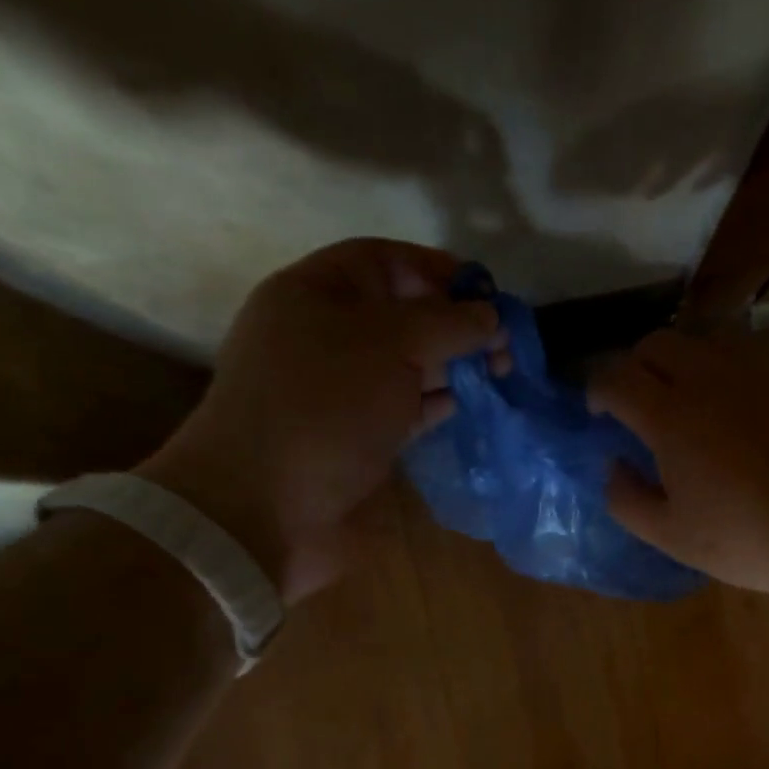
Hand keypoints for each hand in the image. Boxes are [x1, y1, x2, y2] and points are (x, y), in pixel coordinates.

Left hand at [138, 239, 499, 600]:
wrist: (265, 507)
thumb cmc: (325, 407)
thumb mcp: (390, 345)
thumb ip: (447, 323)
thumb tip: (490, 316)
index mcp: (317, 292)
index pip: (387, 261)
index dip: (440, 271)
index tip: (489, 297)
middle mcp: (324, 335)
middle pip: (401, 314)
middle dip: (454, 325)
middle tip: (503, 349)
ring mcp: (337, 390)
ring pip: (404, 364)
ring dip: (449, 367)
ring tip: (495, 378)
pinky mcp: (350, 435)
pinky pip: (400, 407)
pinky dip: (432, 404)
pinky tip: (462, 408)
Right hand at [587, 332, 768, 600]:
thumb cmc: (746, 539)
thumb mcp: (672, 536)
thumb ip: (627, 499)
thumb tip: (614, 466)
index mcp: (671, 416)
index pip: (616, 375)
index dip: (597, 389)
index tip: (599, 413)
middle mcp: (710, 381)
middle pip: (657, 343)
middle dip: (635, 366)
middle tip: (637, 405)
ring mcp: (757, 377)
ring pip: (703, 347)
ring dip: (680, 368)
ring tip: (686, 411)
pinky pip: (745, 370)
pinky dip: (725, 385)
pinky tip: (739, 427)